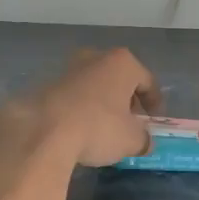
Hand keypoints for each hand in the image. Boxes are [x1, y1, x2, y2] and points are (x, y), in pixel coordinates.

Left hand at [0, 48, 161, 169]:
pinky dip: (81, 109)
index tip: (154, 120)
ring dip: (102, 103)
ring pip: (95, 85)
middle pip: (119, 79)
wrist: (43, 130)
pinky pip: (74, 96)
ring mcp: (69, 68)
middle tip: (130, 122)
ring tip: (104, 128)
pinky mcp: (48, 84)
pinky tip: (80, 129)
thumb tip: (144, 141)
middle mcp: (96, 58)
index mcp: (123, 63)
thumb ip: (143, 139)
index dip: (154, 102)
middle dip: (126, 99)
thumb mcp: (131, 140)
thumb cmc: (98, 127)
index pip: (147, 81)